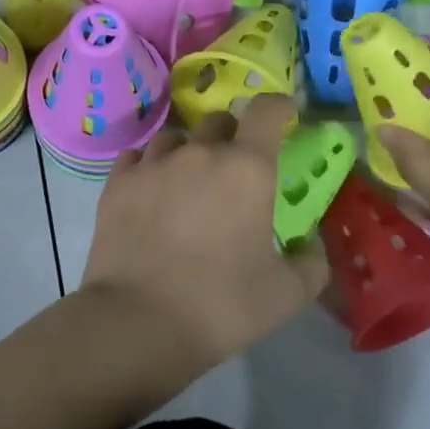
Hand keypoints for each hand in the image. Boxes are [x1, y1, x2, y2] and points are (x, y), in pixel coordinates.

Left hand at [83, 95, 329, 364]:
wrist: (138, 321)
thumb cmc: (221, 305)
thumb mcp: (286, 295)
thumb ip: (311, 264)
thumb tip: (311, 247)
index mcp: (247, 169)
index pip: (267, 111)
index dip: (279, 107)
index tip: (284, 115)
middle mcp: (200, 153)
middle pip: (219, 121)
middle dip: (233, 136)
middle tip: (235, 168)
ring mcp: (153, 165)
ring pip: (175, 138)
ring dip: (188, 150)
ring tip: (188, 180)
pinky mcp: (117, 183)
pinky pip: (137, 157)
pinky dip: (149, 166)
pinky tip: (150, 190)